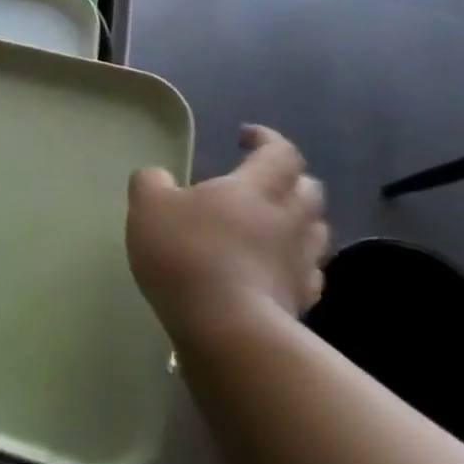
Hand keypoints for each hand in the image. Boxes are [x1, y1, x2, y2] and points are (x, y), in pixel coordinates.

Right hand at [127, 124, 329, 339]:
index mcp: (254, 188)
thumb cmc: (186, 253)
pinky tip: (274, 268)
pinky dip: (295, 262)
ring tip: (269, 224)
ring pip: (315, 230)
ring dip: (297, 220)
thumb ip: (151, 182)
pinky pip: (308, 271)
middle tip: (260, 182)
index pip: (280, 153)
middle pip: (308, 189)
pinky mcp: (301, 300)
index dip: (267, 140)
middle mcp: (288, 219)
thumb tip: (159, 175)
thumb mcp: (148, 206)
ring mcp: (301, 262)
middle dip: (288, 180)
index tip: (245, 137)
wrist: (227, 327)